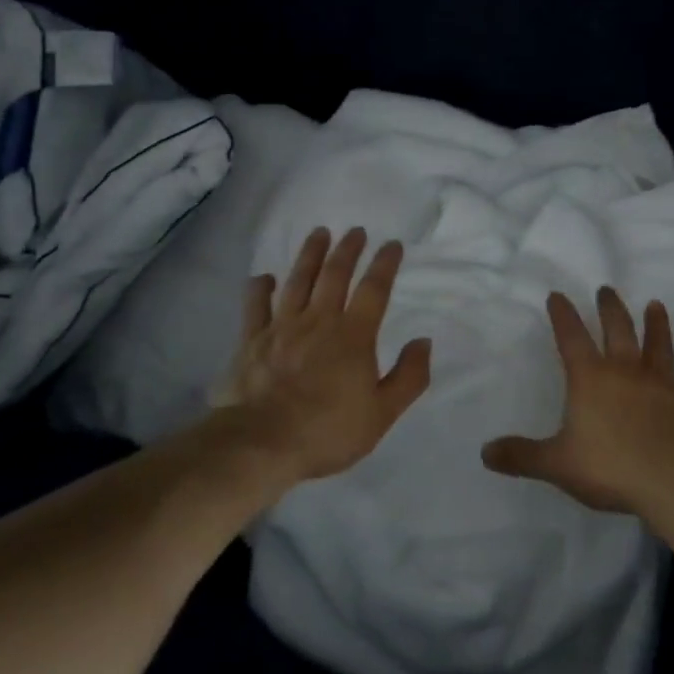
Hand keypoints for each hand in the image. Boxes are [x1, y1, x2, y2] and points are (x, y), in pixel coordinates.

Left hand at [215, 226, 432, 483]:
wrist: (261, 443)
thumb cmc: (327, 431)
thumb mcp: (382, 413)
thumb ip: (408, 376)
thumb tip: (423, 342)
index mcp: (354, 336)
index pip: (374, 290)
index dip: (385, 264)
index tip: (392, 244)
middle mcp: (319, 321)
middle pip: (335, 275)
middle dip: (348, 250)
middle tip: (356, 231)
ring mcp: (281, 327)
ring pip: (298, 280)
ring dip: (310, 255)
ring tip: (319, 233)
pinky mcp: (251, 340)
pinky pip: (255, 305)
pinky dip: (260, 288)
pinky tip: (264, 277)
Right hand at [482, 287, 673, 513]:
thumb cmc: (611, 466)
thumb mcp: (557, 464)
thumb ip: (522, 456)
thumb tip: (486, 452)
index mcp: (591, 378)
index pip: (571, 337)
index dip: (563, 315)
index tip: (558, 294)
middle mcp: (626, 371)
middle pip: (618, 329)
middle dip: (610, 307)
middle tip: (607, 288)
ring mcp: (662, 384)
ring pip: (658, 345)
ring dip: (656, 324)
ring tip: (656, 305)